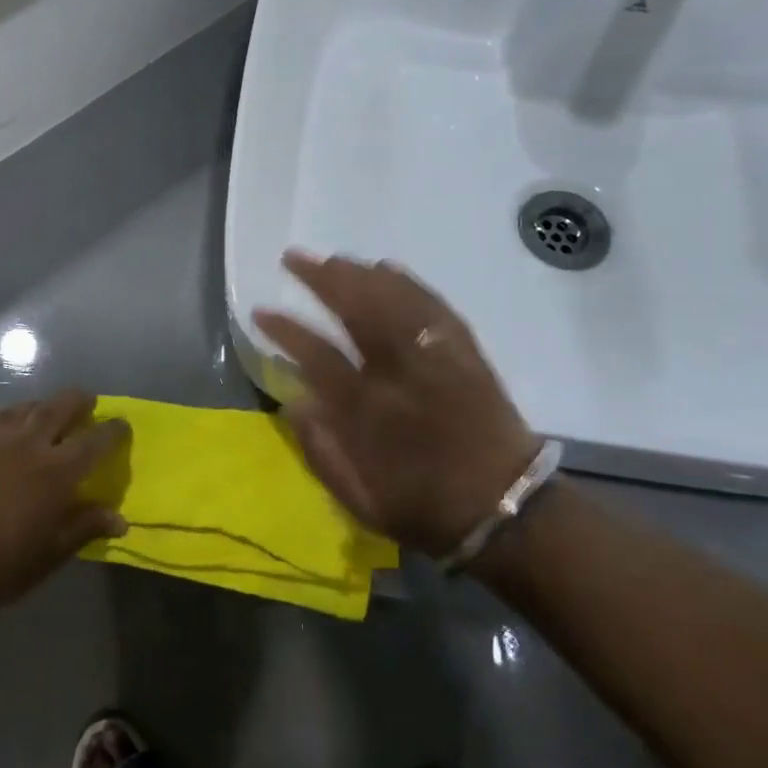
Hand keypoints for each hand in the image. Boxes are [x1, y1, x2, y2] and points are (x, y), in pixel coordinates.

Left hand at [0, 391, 129, 616]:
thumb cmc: (4, 564)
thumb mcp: (53, 552)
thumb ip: (87, 526)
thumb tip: (121, 519)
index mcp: (57, 470)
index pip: (95, 440)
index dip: (113, 430)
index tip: (122, 425)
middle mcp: (28, 443)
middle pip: (59, 407)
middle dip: (78, 401)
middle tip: (86, 402)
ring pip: (22, 408)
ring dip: (39, 407)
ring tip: (43, 411)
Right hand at [252, 251, 541, 558]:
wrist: (507, 509)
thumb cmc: (425, 508)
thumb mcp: (361, 500)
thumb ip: (321, 451)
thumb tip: (292, 401)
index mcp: (369, 411)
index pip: (317, 354)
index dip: (285, 329)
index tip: (260, 311)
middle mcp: (401, 373)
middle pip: (357, 309)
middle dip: (321, 279)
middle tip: (293, 258)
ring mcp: (437, 358)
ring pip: (395, 300)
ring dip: (359, 273)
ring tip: (332, 258)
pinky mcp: (466, 354)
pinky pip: (434, 306)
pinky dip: (408, 283)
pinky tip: (387, 268)